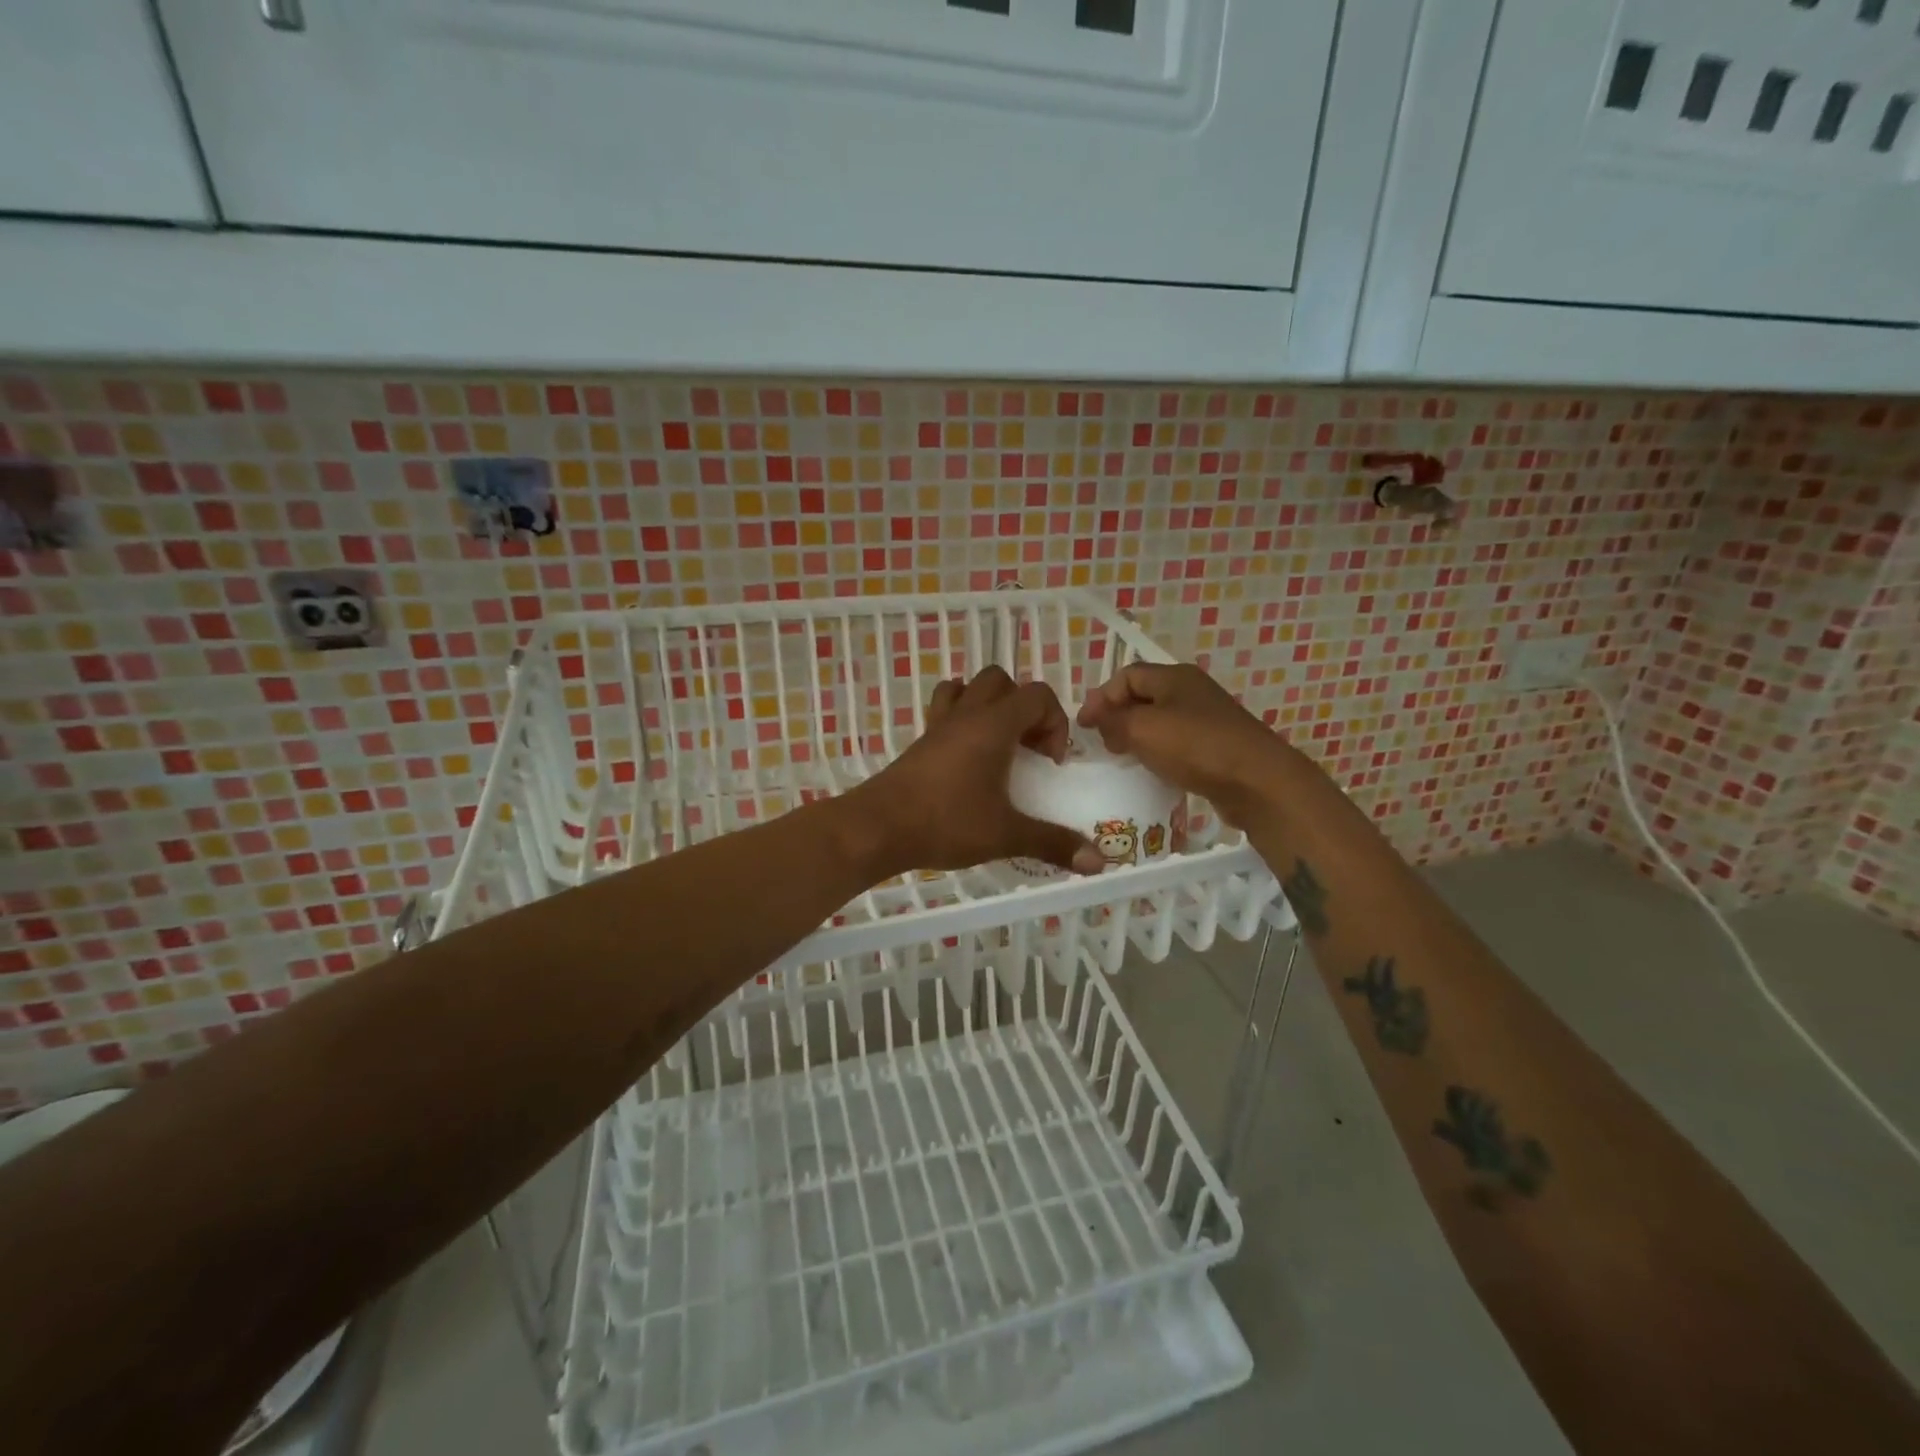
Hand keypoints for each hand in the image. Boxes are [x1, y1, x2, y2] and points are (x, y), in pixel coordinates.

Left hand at [848, 668, 1104, 876]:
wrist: (878, 827)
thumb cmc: (946, 822)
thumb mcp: (1006, 834)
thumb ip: (1053, 843)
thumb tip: (1099, 862)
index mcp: (994, 725)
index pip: (1037, 695)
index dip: (1054, 722)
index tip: (1049, 763)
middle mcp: (967, 714)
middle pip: (1002, 681)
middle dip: (1023, 708)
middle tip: (1026, 749)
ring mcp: (939, 725)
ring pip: (968, 688)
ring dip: (989, 706)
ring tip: (997, 745)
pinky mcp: (920, 741)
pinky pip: (945, 710)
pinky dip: (962, 720)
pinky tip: (966, 760)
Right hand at [1077, 663, 1288, 823]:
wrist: (1257, 781)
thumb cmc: (1195, 747)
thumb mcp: (1142, 729)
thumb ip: (1112, 720)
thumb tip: (1098, 719)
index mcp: (1174, 676)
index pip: (1126, 676)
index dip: (1101, 697)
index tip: (1084, 726)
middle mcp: (1192, 691)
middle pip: (1144, 697)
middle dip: (1118, 716)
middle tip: (1102, 743)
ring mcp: (1207, 718)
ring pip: (1160, 721)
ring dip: (1137, 736)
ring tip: (1123, 758)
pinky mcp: (1217, 745)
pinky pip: (1178, 742)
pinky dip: (1159, 752)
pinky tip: (1153, 770)